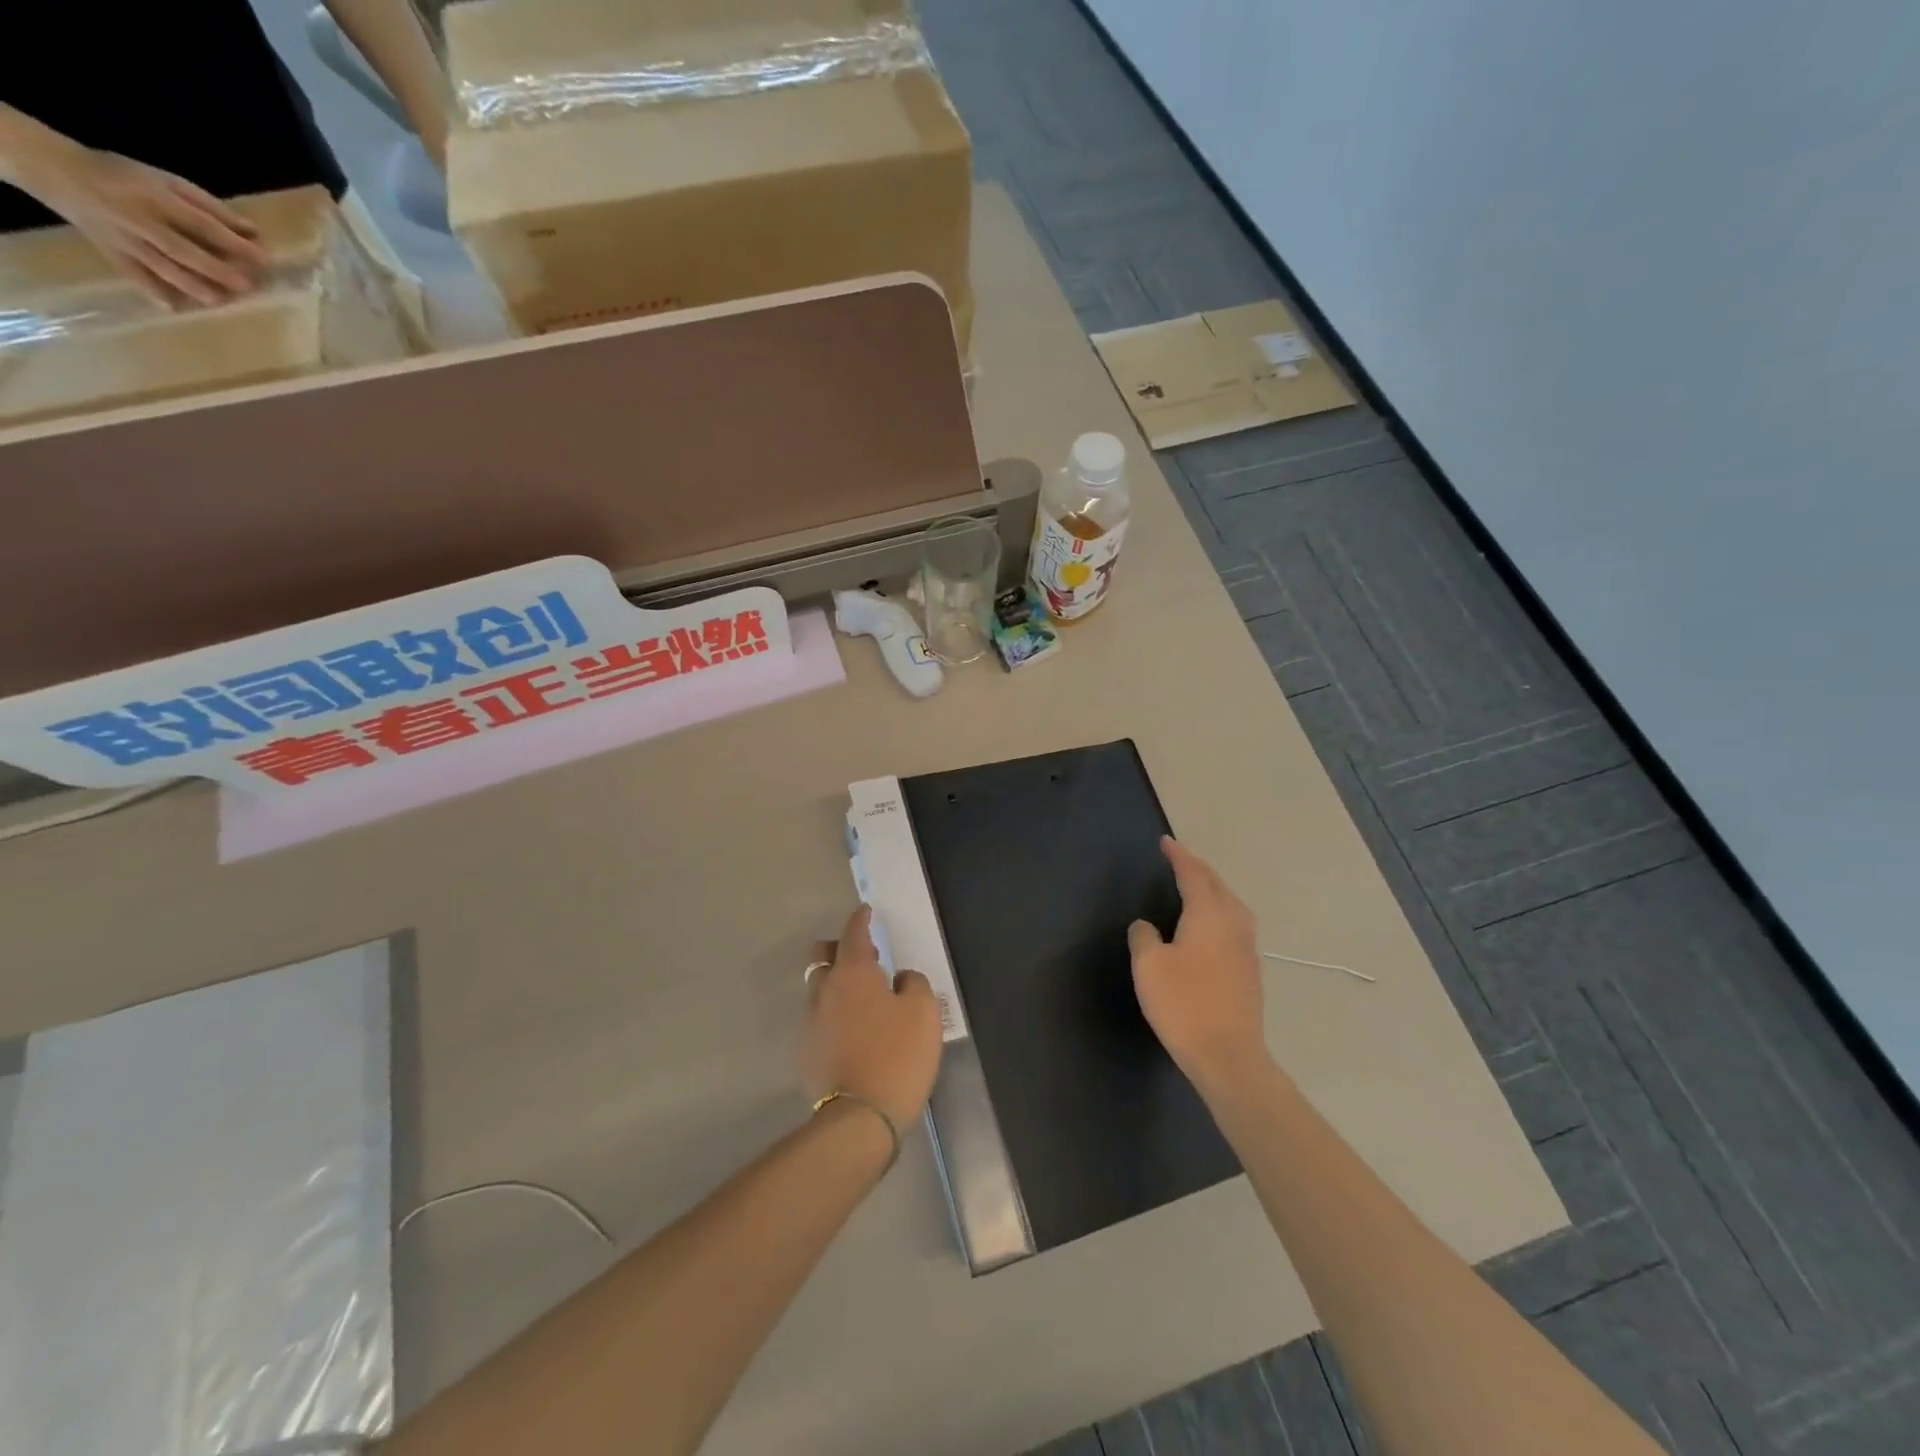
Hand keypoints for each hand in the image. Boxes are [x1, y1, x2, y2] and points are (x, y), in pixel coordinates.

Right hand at [23, 143, 267, 305]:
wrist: (58, 171)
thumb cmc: (125, 176)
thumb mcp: (167, 180)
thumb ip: (210, 207)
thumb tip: (254, 232)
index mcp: (155, 197)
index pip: (200, 223)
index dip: (232, 243)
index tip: (264, 259)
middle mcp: (139, 220)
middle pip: (181, 249)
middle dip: (215, 269)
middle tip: (246, 286)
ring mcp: (124, 239)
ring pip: (161, 266)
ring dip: (192, 286)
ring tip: (220, 300)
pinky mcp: (111, 252)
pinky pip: (134, 275)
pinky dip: (153, 292)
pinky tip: (175, 308)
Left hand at [802, 906, 942, 1131]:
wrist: (859, 1119)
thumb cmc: (897, 1056)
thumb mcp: (923, 1012)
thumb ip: (913, 983)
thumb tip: (899, 979)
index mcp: (853, 973)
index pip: (853, 933)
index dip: (860, 919)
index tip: (866, 911)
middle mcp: (825, 990)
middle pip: (822, 956)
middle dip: (838, 947)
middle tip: (865, 956)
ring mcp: (811, 1022)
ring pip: (820, 988)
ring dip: (837, 983)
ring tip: (864, 998)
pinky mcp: (807, 1051)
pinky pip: (821, 1018)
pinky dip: (835, 1014)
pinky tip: (855, 1031)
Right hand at [1128, 837, 1273, 1092]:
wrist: (1229, 1056)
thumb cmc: (1184, 1004)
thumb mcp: (1149, 966)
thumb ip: (1144, 936)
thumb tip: (1147, 926)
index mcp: (1209, 914)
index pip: (1193, 874)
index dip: (1179, 856)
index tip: (1165, 842)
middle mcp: (1234, 924)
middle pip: (1217, 885)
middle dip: (1198, 869)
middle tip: (1179, 860)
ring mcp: (1247, 948)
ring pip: (1230, 905)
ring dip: (1212, 890)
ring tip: (1195, 888)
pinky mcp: (1250, 971)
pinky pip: (1234, 925)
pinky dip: (1219, 913)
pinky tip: (1209, 927)